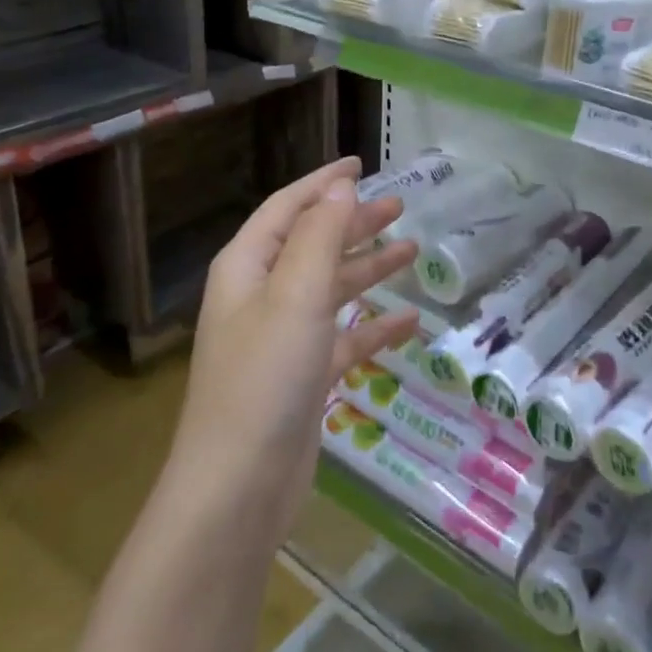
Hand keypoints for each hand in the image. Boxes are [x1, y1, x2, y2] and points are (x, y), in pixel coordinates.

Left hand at [171, 158, 418, 530]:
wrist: (238, 487)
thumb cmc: (265, 377)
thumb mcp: (296, 294)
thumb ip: (320, 235)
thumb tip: (340, 186)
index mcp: (248, 267)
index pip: (289, 207)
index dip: (324, 183)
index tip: (361, 163)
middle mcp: (261, 296)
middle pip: (313, 244)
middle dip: (354, 223)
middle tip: (399, 206)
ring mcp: (282, 338)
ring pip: (331, 289)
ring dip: (368, 269)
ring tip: (412, 251)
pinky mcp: (302, 377)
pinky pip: (343, 338)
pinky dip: (373, 328)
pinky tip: (410, 325)